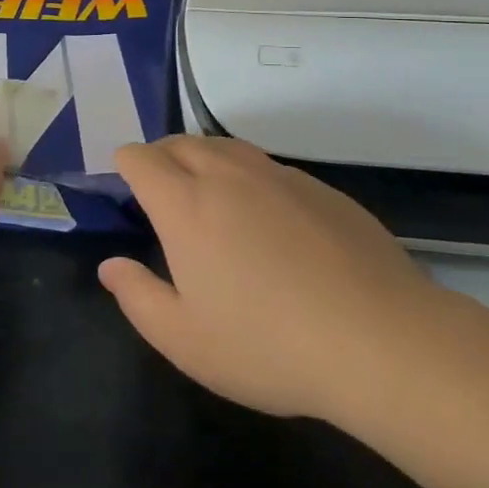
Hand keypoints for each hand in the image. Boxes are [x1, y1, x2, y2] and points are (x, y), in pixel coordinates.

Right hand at [100, 136, 436, 424]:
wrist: (377, 338)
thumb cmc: (267, 345)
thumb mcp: (185, 339)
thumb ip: (138, 297)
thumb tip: (111, 265)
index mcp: (187, 204)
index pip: (142, 158)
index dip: (126, 163)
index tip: (124, 180)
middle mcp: (229, 175)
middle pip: (182, 143)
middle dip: (161, 154)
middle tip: (159, 185)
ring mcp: (279, 176)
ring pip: (227, 147)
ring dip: (205, 158)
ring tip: (206, 191)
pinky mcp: (320, 187)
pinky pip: (269, 167)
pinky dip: (249, 177)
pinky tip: (266, 216)